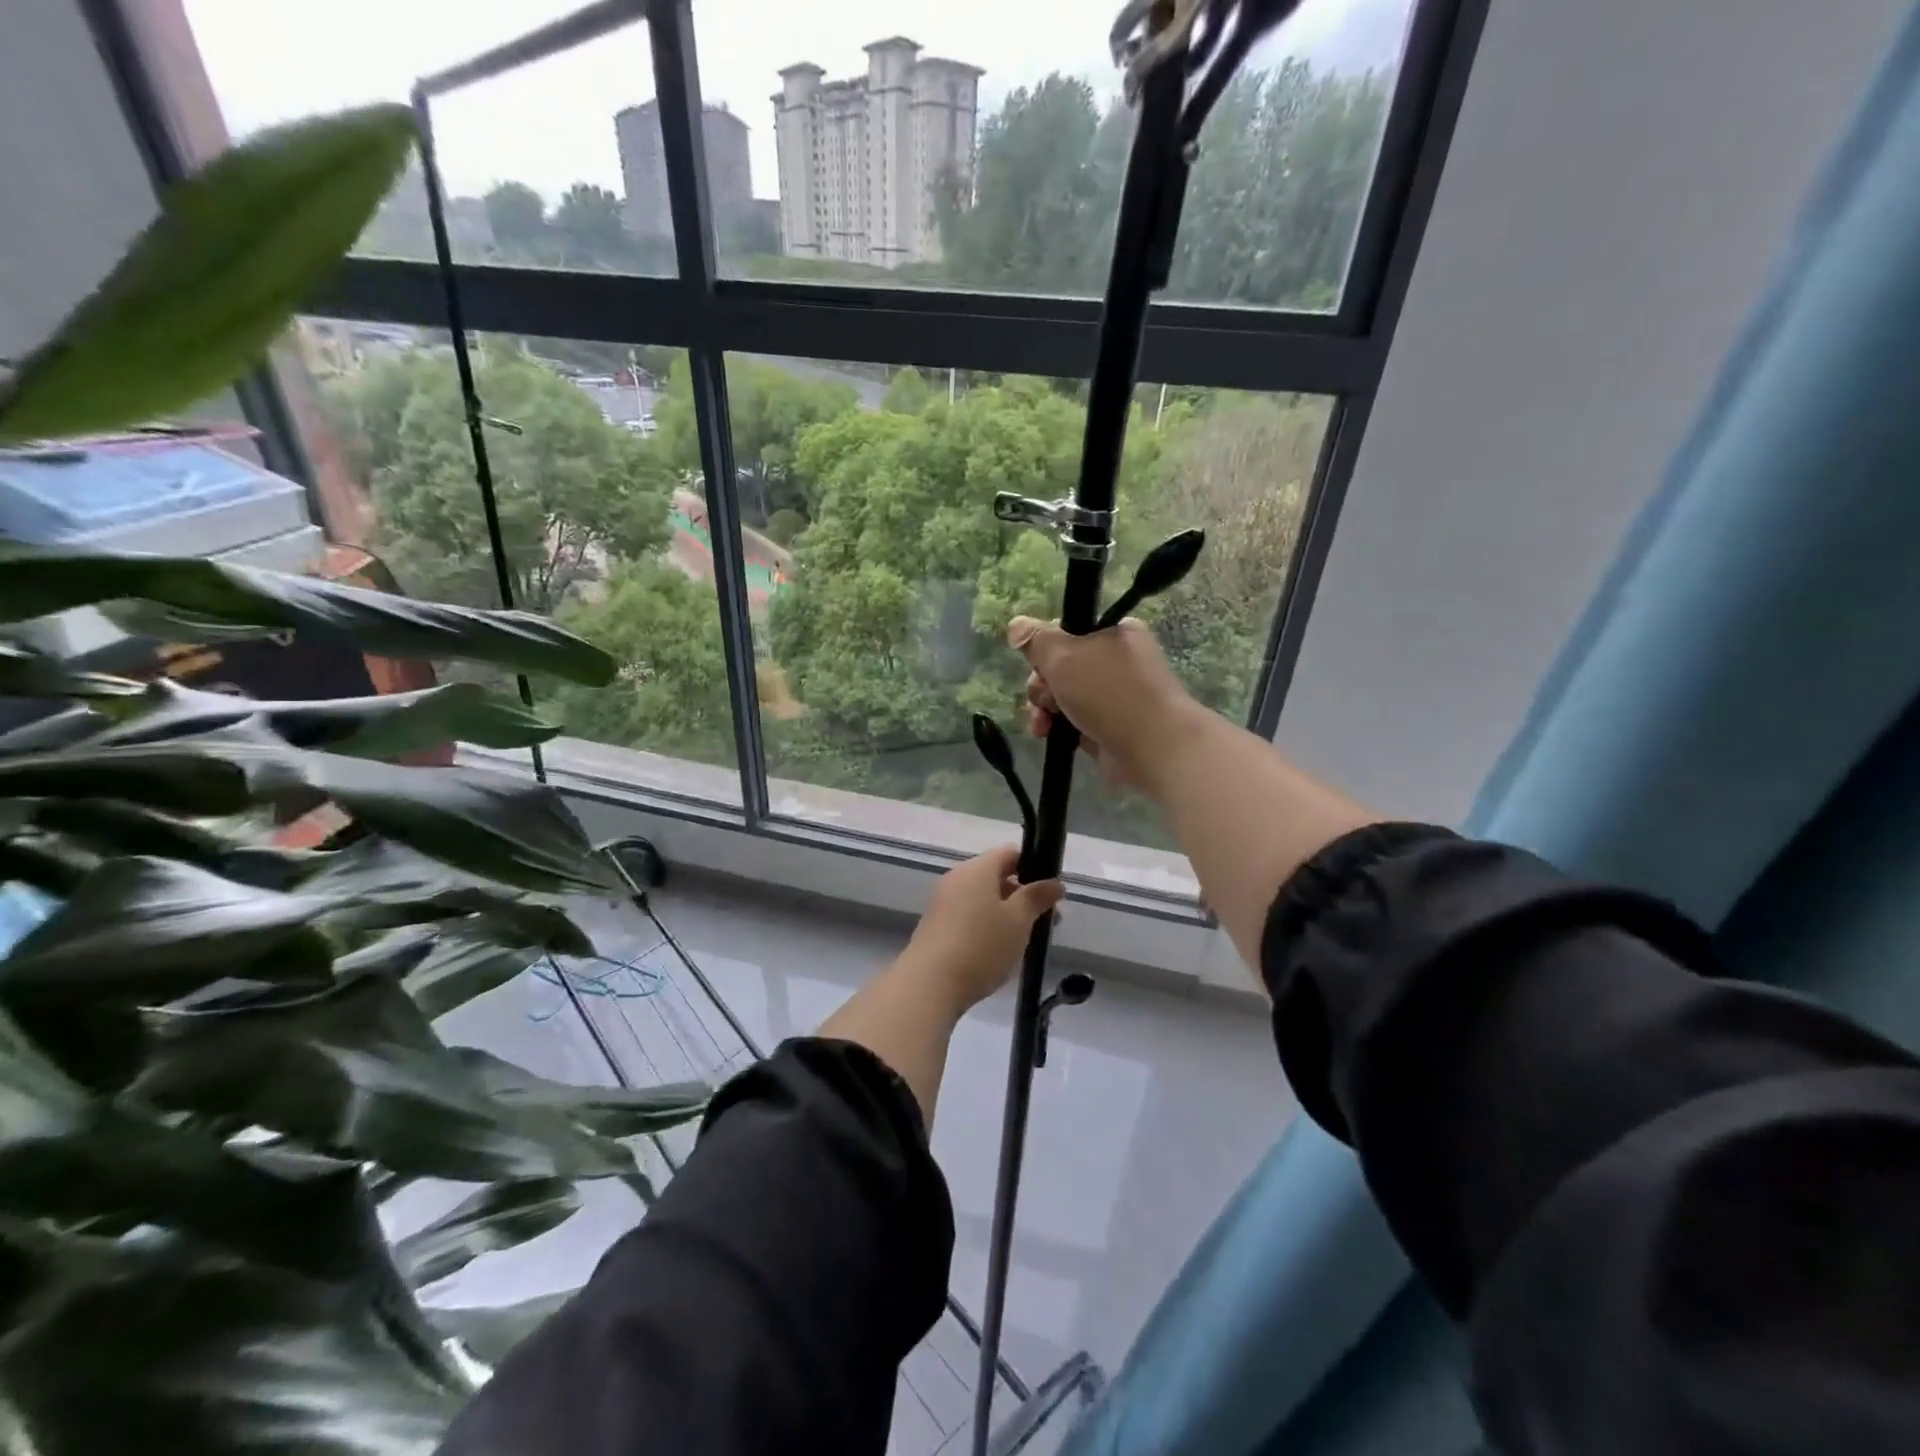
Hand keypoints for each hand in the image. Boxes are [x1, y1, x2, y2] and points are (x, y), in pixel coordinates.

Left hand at [901, 847, 1064, 1010]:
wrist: (929, 984)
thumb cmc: (981, 946)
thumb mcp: (1018, 921)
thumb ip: (1037, 897)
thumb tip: (1054, 882)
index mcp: (977, 869)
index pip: (1009, 853)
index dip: (1034, 866)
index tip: (1050, 891)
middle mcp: (957, 878)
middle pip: (995, 876)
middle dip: (1022, 895)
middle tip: (1046, 920)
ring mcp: (943, 902)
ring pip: (982, 898)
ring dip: (1006, 913)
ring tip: (1026, 939)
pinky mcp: (935, 926)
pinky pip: (968, 915)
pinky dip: (986, 925)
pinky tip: (998, 950)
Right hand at [1007, 615, 1199, 791]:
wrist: (1151, 747)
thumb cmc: (1108, 691)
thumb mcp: (1064, 655)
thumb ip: (1036, 640)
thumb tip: (1016, 626)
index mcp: (1115, 633)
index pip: (1068, 631)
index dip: (1045, 648)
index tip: (1037, 663)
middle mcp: (1117, 661)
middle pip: (1061, 666)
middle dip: (1042, 683)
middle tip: (1044, 695)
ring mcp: (1113, 697)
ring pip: (1063, 696)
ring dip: (1044, 707)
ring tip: (1042, 722)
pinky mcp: (1108, 728)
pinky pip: (1072, 721)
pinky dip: (1057, 726)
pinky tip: (1046, 734)